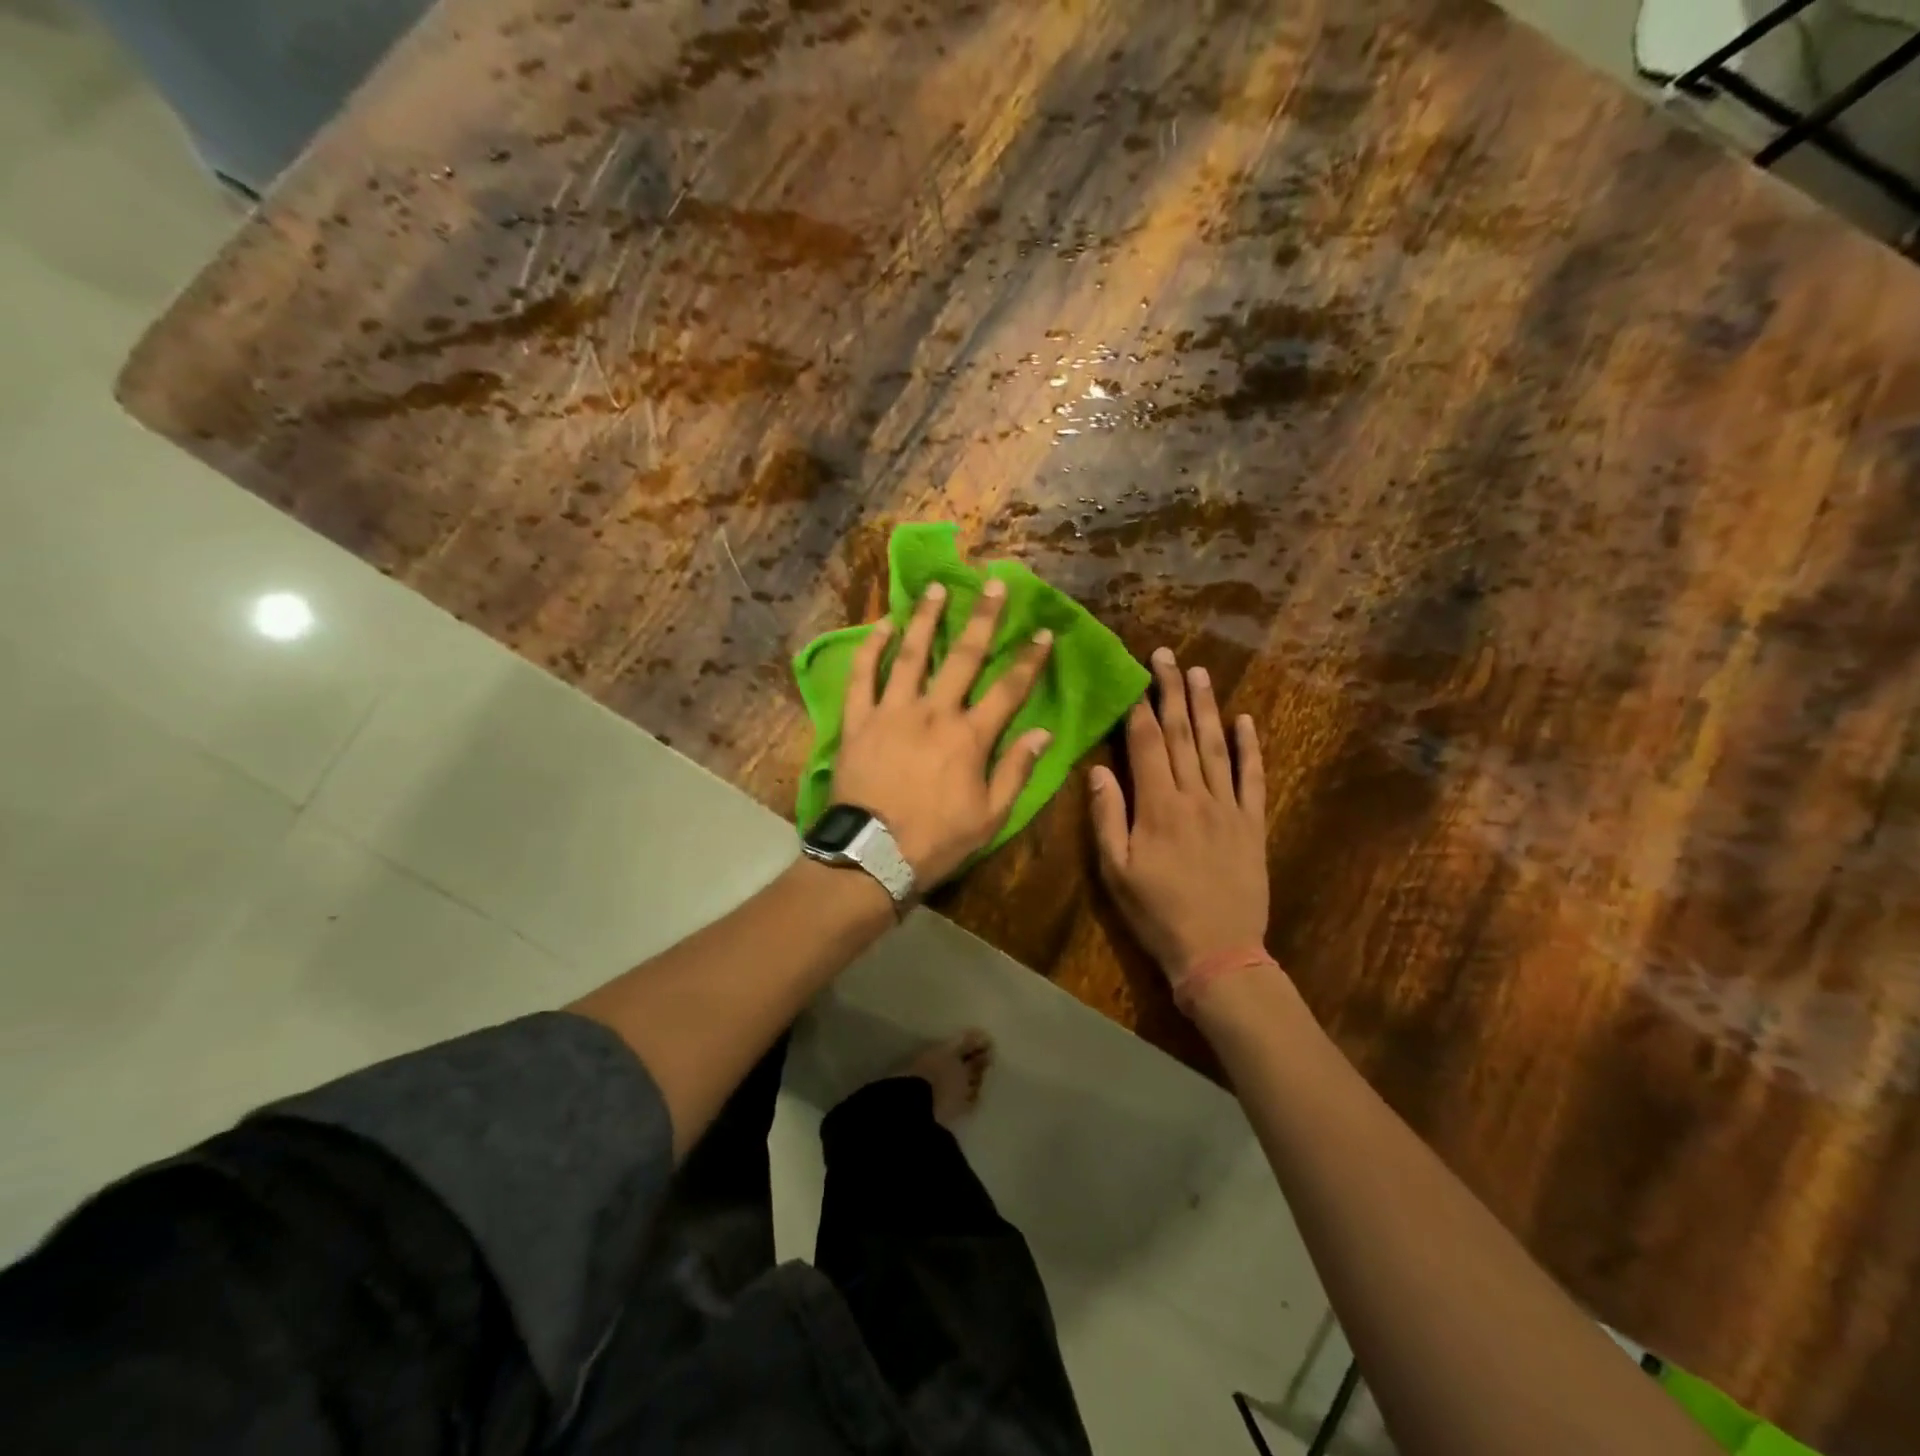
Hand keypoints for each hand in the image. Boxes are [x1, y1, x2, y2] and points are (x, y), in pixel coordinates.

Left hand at [833, 579, 1052, 884]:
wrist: (872, 855)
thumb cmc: (937, 840)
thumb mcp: (990, 817)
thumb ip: (1016, 771)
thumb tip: (1044, 733)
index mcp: (970, 736)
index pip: (1009, 689)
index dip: (1029, 659)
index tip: (1043, 631)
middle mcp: (934, 712)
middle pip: (963, 657)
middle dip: (982, 618)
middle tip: (992, 584)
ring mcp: (892, 712)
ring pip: (911, 655)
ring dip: (925, 619)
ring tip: (935, 588)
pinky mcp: (858, 721)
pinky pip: (862, 676)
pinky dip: (871, 649)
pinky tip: (881, 624)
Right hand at [1089, 647, 1268, 976]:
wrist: (1218, 952)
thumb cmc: (1157, 914)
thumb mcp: (1116, 872)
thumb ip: (1107, 818)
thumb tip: (1098, 770)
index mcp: (1158, 807)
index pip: (1148, 744)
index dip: (1139, 707)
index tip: (1136, 675)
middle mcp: (1195, 796)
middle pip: (1183, 734)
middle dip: (1172, 692)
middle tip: (1167, 656)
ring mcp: (1229, 808)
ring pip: (1217, 746)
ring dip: (1208, 707)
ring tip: (1199, 673)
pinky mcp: (1252, 824)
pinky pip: (1253, 777)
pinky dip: (1251, 747)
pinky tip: (1245, 720)